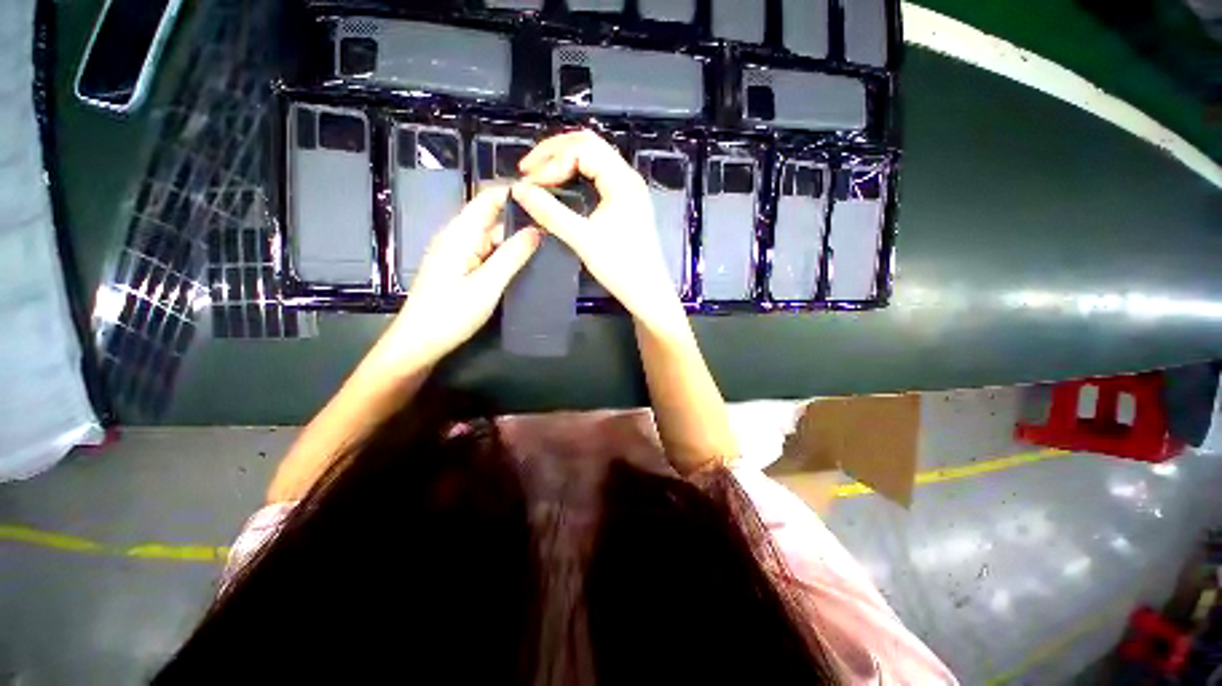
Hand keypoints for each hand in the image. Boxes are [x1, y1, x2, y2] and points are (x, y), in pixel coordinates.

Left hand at [381, 187, 541, 366]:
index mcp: (460, 233)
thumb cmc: (451, 313)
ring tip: (546, 244)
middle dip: (520, 218)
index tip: (545, 198)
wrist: (419, 342)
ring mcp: (457, 252)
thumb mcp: (487, 284)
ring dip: (514, 238)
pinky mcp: (459, 267)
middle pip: (491, 217)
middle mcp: (457, 236)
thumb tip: (537, 230)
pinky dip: (505, 253)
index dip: (515, 193)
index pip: (488, 198)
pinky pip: (485, 251)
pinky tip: (523, 262)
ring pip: (490, 236)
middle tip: (553, 227)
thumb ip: (512, 255)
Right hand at [510, 131, 682, 331]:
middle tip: (528, 170)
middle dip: (555, 152)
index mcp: (622, 181)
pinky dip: (577, 176)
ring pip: (594, 159)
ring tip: (540, 175)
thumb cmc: (621, 268)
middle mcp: (628, 178)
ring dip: (565, 162)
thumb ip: (550, 212)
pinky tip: (562, 187)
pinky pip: (599, 176)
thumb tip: (519, 189)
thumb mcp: (582, 240)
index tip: (529, 181)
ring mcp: (629, 190)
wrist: (648, 294)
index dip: (551, 160)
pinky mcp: (627, 203)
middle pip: (589, 145)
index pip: (582, 148)